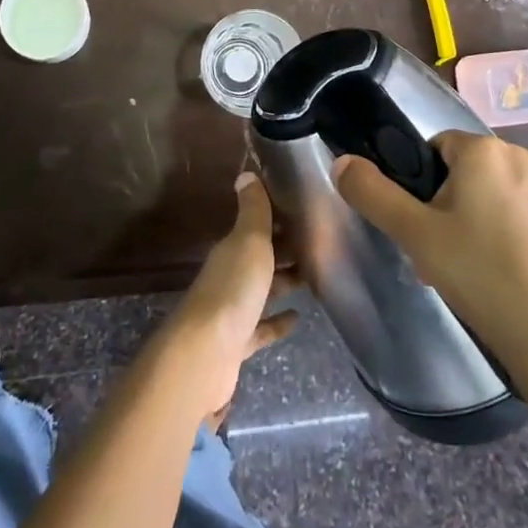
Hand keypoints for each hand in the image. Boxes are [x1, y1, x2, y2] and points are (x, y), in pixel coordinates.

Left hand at [158, 173, 299, 423]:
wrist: (206, 355)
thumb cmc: (233, 290)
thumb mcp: (249, 241)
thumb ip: (253, 210)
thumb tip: (245, 172)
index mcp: (232, 249)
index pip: (257, 226)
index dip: (280, 218)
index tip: (307, 212)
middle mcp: (230, 275)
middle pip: (261, 258)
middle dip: (286, 249)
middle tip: (320, 245)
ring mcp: (232, 311)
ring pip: (263, 290)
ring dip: (285, 282)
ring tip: (316, 276)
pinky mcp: (238, 344)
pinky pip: (261, 328)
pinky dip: (278, 321)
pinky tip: (297, 318)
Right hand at [332, 132, 527, 375]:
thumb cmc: (483, 276)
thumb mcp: (415, 234)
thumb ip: (373, 194)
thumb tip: (342, 161)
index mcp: (485, 149)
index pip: (432, 147)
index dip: (417, 185)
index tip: (416, 227)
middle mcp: (520, 156)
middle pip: (458, 172)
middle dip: (439, 208)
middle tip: (433, 255)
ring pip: (484, 196)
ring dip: (464, 225)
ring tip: (458, 273)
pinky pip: (511, 215)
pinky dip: (494, 237)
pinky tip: (489, 279)